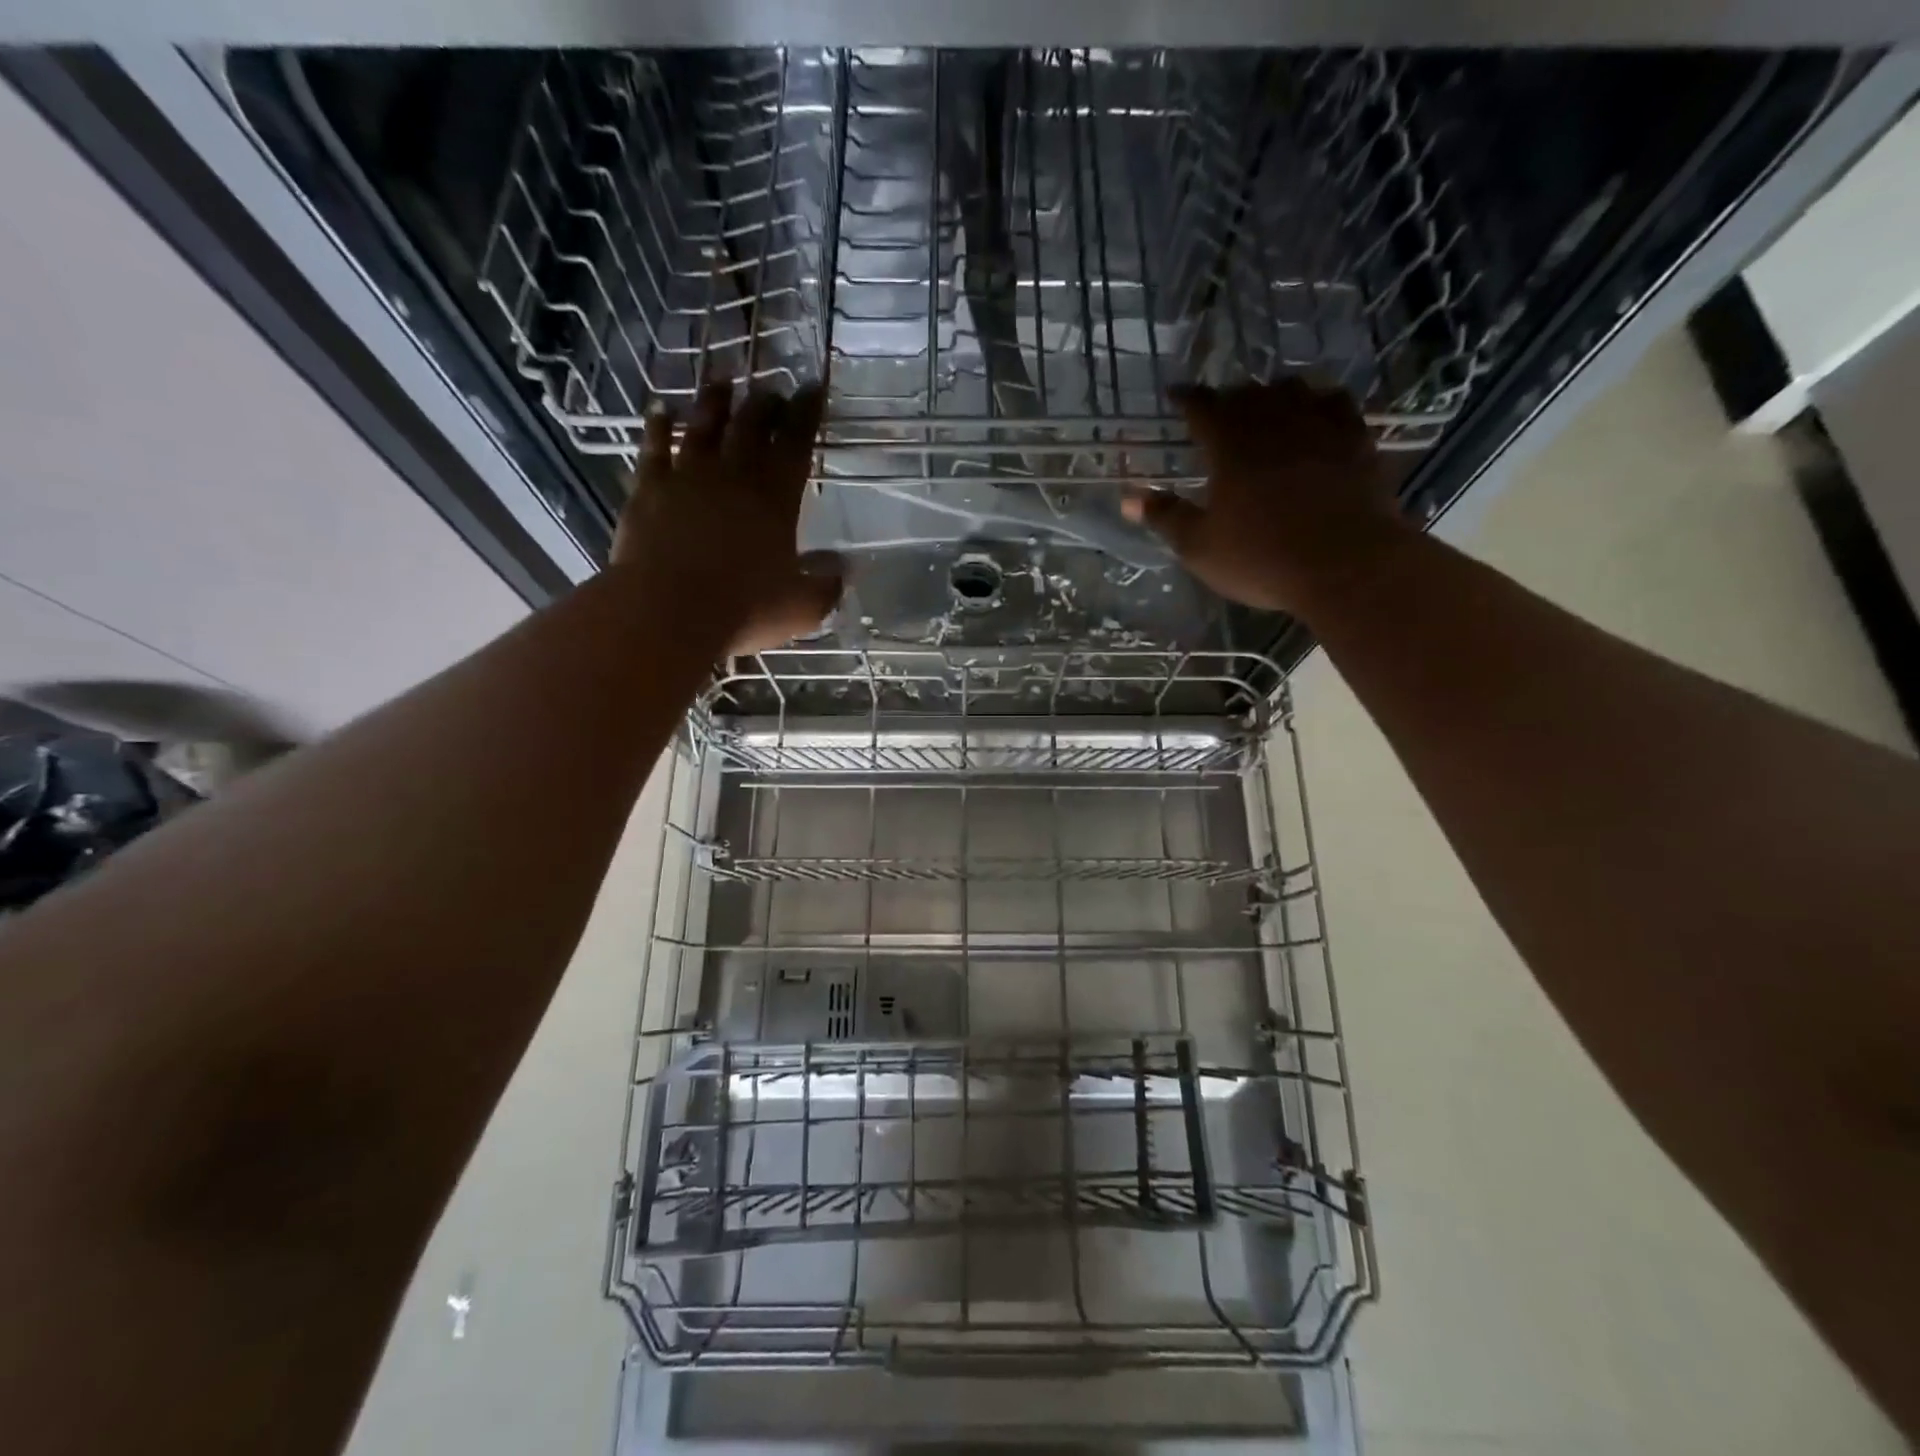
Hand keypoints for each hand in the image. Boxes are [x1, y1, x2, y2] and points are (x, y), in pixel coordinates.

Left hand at [611, 383, 842, 654]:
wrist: (667, 612)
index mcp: (775, 499)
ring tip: (724, 382)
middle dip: (765, 403)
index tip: (813, 388)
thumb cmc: (744, 610)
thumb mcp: (802, 607)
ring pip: (703, 425)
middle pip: (751, 426)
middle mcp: (733, 476)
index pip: (795, 443)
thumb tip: (845, 566)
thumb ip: (828, 585)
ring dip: (715, 401)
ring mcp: (687, 478)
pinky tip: (660, 410)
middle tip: (773, 390)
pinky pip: (654, 447)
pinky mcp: (648, 489)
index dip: (807, 413)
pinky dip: (658, 426)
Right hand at [1123, 381, 1413, 617]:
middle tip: (1219, 410)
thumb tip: (1129, 498)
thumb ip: (1165, 517)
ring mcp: (1320, 427)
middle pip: (1247, 393)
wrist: (1346, 565)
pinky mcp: (1357, 441)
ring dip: (1274, 393)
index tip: (1175, 395)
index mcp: (1230, 445)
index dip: (1186, 398)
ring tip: (1268, 405)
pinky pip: (1338, 404)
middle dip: (1229, 397)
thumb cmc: (1262, 558)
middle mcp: (1274, 423)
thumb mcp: (1200, 547)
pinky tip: (1319, 412)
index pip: (1201, 406)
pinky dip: (1322, 401)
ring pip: (1294, 389)